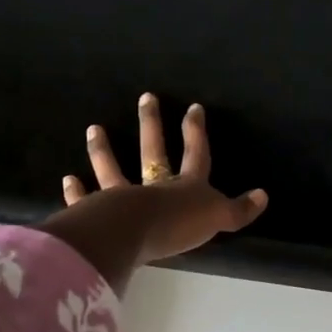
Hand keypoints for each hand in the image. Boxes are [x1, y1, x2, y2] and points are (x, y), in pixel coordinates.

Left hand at [60, 94, 267, 265]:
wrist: (135, 233)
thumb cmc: (179, 224)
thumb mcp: (217, 218)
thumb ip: (237, 210)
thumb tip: (263, 196)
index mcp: (185, 187)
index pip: (195, 155)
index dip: (196, 133)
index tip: (193, 108)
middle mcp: (153, 187)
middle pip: (153, 151)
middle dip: (151, 125)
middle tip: (146, 97)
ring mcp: (123, 198)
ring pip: (113, 170)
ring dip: (103, 151)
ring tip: (94, 129)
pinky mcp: (99, 214)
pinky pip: (86, 200)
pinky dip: (76, 192)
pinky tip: (68, 181)